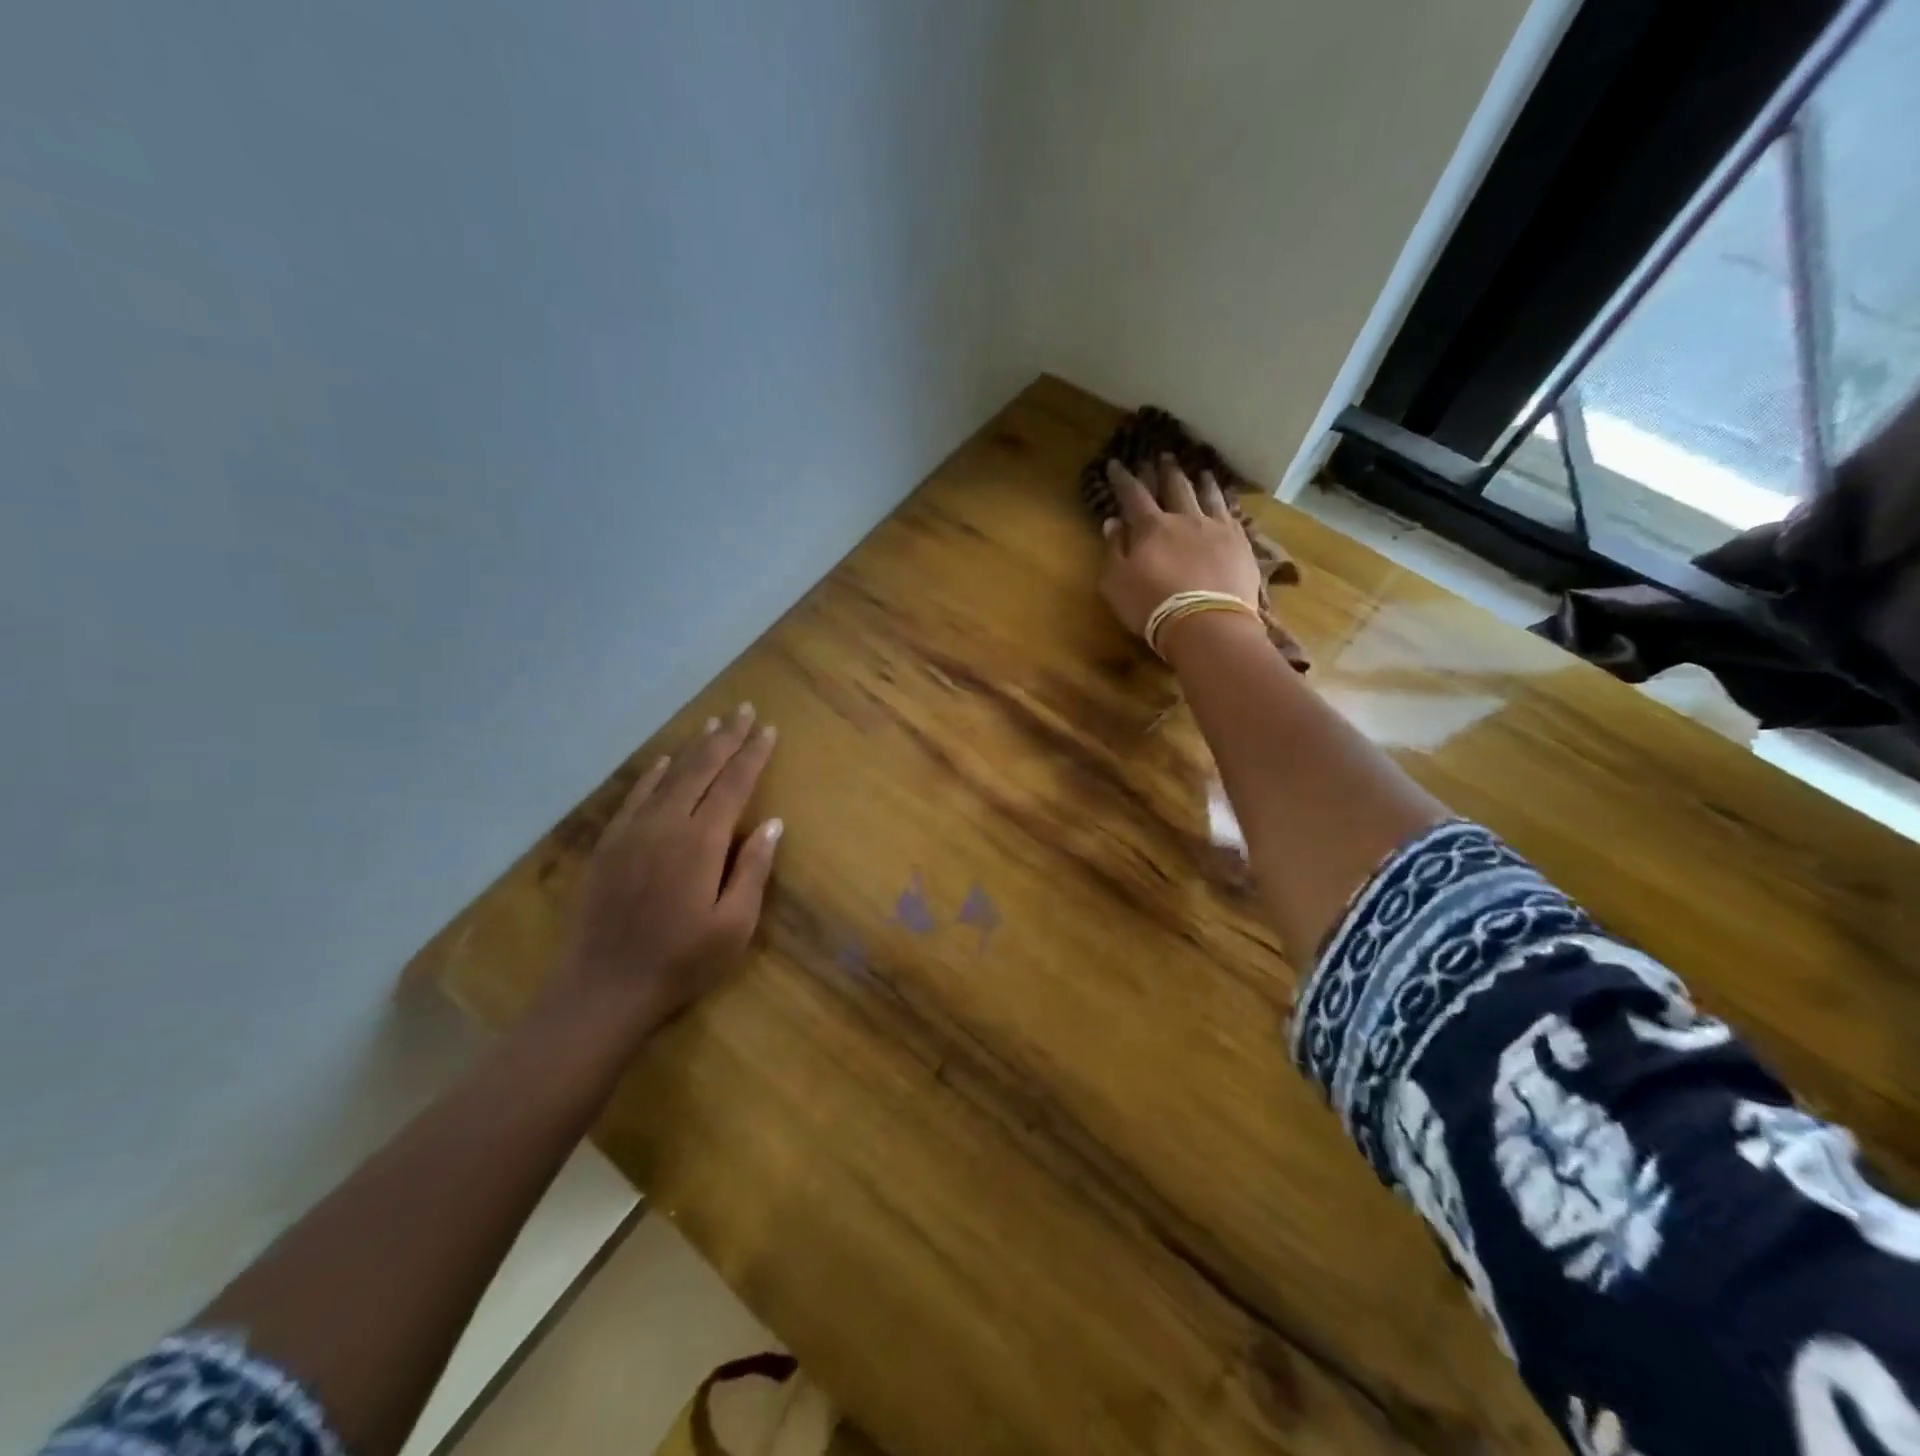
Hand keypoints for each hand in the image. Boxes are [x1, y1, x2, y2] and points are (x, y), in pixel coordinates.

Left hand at [549, 703, 782, 1039]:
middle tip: (745, 710)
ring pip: (668, 775)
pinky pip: (634, 796)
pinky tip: (664, 761)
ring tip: (713, 725)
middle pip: (701, 768)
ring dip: (694, 747)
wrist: (604, 988)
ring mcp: (632, 831)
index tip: (769, 730)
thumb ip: (753, 869)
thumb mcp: (734, 925)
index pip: (733, 784)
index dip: (753, 755)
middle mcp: (666, 824)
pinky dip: (653, 773)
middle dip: (726, 737)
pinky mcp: (609, 845)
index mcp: (701, 842)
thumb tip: (773, 823)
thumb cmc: (681, 961)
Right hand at [1099, 455, 1264, 638]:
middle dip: (1165, 470)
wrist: (1205, 623)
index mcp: (1151, 527)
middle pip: (1174, 487)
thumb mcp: (1116, 583)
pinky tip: (1226, 498)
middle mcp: (1184, 518)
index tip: (1117, 464)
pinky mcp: (1239, 542)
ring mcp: (1215, 528)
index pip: (1133, 494)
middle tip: (1162, 455)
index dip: (1123, 478)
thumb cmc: (1151, 605)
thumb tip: (1112, 522)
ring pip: (1207, 495)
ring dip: (1201, 481)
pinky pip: (1232, 513)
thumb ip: (1113, 550)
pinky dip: (1226, 500)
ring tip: (1201, 470)